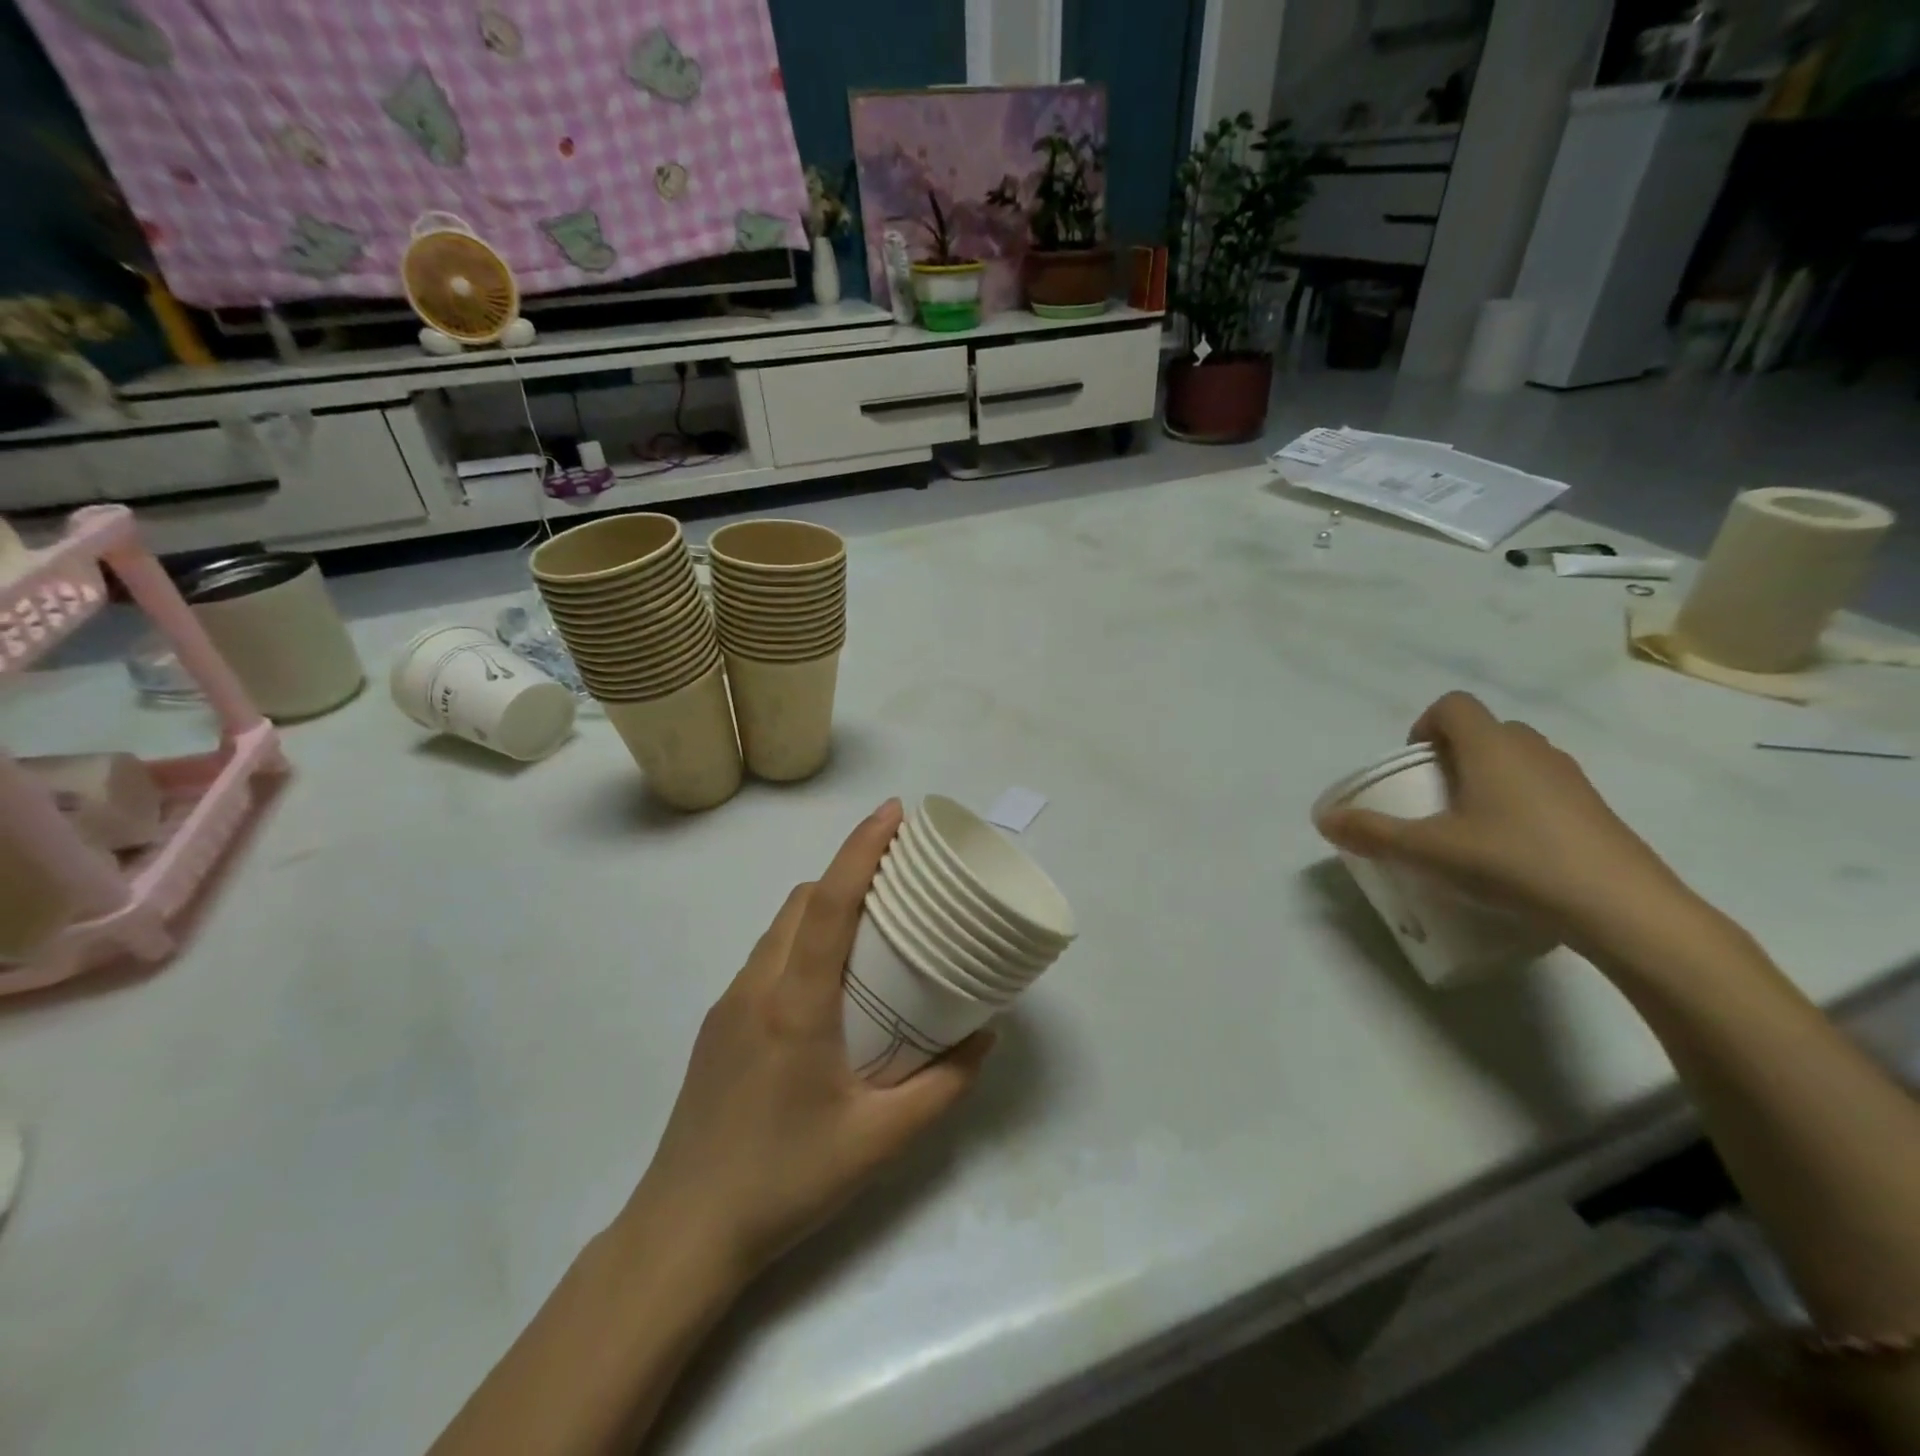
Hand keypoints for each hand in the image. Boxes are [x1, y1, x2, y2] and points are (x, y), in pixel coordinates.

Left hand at [624, 800, 992, 1285]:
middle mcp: (757, 988)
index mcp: (796, 1004)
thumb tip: (985, 1036)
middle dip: (847, 871)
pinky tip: (828, 984)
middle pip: (800, 902)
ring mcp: (729, 1005)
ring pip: (779, 928)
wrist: (682, 1233)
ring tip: (870, 926)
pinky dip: (801, 942)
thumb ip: (943, 1086)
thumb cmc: (785, 1181)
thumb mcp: (880, 1141)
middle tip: (899, 877)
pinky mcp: (718, 1026)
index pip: (828, 902)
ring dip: (822, 907)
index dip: (861, 848)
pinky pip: (767, 959)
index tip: (894, 812)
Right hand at [1315, 692, 1690, 950]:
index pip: (1453, 706)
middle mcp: (1534, 751)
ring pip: (1518, 760)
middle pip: (1486, 731)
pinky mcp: (1596, 811)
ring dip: (1488, 778)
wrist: (1624, 910)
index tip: (1414, 765)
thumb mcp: (1429, 851)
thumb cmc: (1515, 863)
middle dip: (1453, 755)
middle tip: (1435, 797)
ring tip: (1470, 827)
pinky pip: (1545, 789)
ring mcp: (1572, 780)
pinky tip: (1512, 851)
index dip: (1424, 725)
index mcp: (1492, 747)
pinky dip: (1520, 804)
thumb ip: (1373, 833)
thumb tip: (1323, 819)